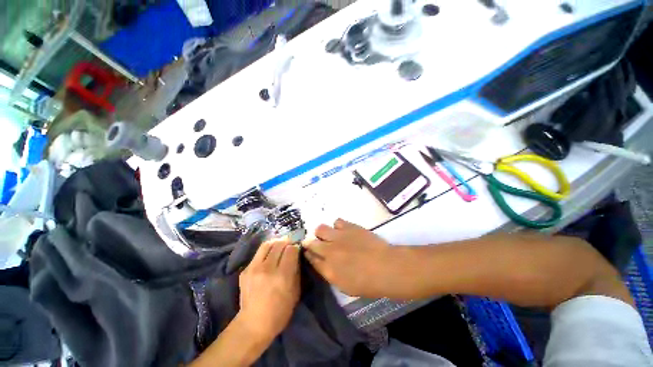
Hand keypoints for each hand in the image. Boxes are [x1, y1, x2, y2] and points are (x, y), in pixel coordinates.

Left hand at [238, 237, 300, 339]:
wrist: (253, 325)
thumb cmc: (280, 312)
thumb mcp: (295, 292)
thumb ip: (297, 270)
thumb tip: (297, 254)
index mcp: (282, 276)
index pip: (291, 249)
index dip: (296, 247)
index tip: (298, 249)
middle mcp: (267, 268)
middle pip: (279, 243)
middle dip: (287, 242)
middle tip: (290, 245)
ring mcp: (253, 268)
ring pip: (267, 244)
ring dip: (276, 242)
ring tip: (280, 245)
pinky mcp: (245, 270)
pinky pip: (258, 253)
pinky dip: (267, 251)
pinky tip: (270, 256)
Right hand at [302, 219, 395, 297]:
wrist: (385, 267)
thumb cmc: (368, 283)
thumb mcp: (345, 287)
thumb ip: (331, 274)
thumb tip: (324, 264)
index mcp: (327, 269)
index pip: (311, 259)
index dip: (309, 254)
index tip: (309, 252)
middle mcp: (328, 251)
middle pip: (311, 242)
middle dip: (310, 242)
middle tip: (316, 243)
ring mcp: (338, 237)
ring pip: (320, 229)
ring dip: (322, 232)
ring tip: (330, 235)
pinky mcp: (348, 227)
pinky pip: (336, 221)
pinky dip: (337, 226)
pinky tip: (343, 230)